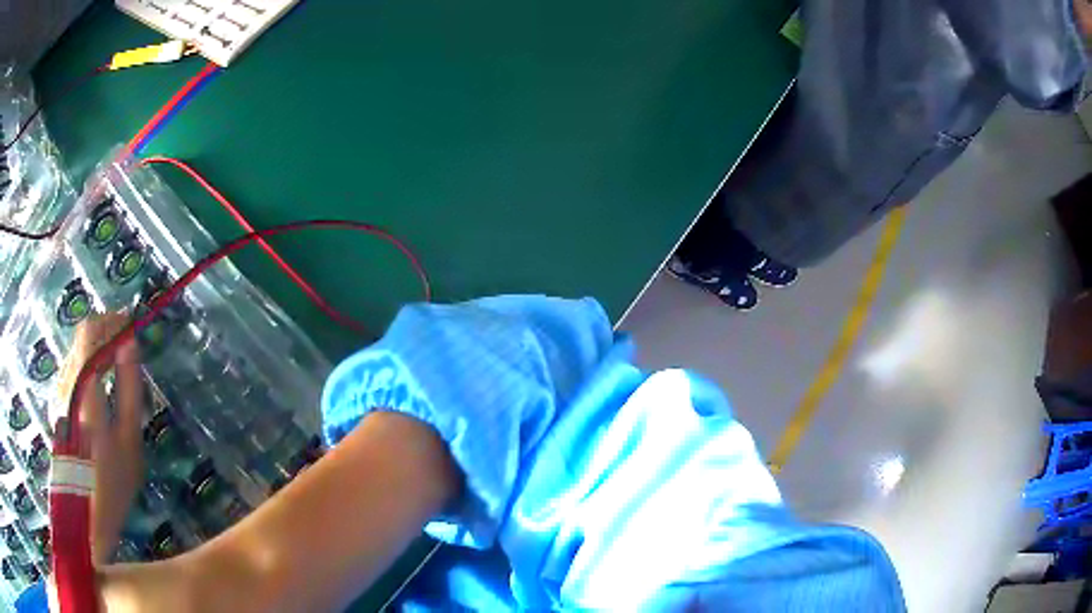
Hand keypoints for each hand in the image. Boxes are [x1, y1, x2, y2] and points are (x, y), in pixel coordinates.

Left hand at [59, 314, 145, 564]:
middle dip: (105, 334)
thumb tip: (130, 344)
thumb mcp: (129, 441)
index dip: (110, 321)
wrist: (85, 519)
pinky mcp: (56, 404)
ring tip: (116, 366)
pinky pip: (72, 370)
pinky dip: (88, 366)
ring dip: (96, 350)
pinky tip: (101, 385)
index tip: (130, 322)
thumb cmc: (112, 485)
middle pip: (82, 339)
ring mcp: (58, 394)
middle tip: (127, 345)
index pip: (90, 333)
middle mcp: (66, 384)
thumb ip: (130, 389)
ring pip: (76, 353)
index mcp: (83, 391)